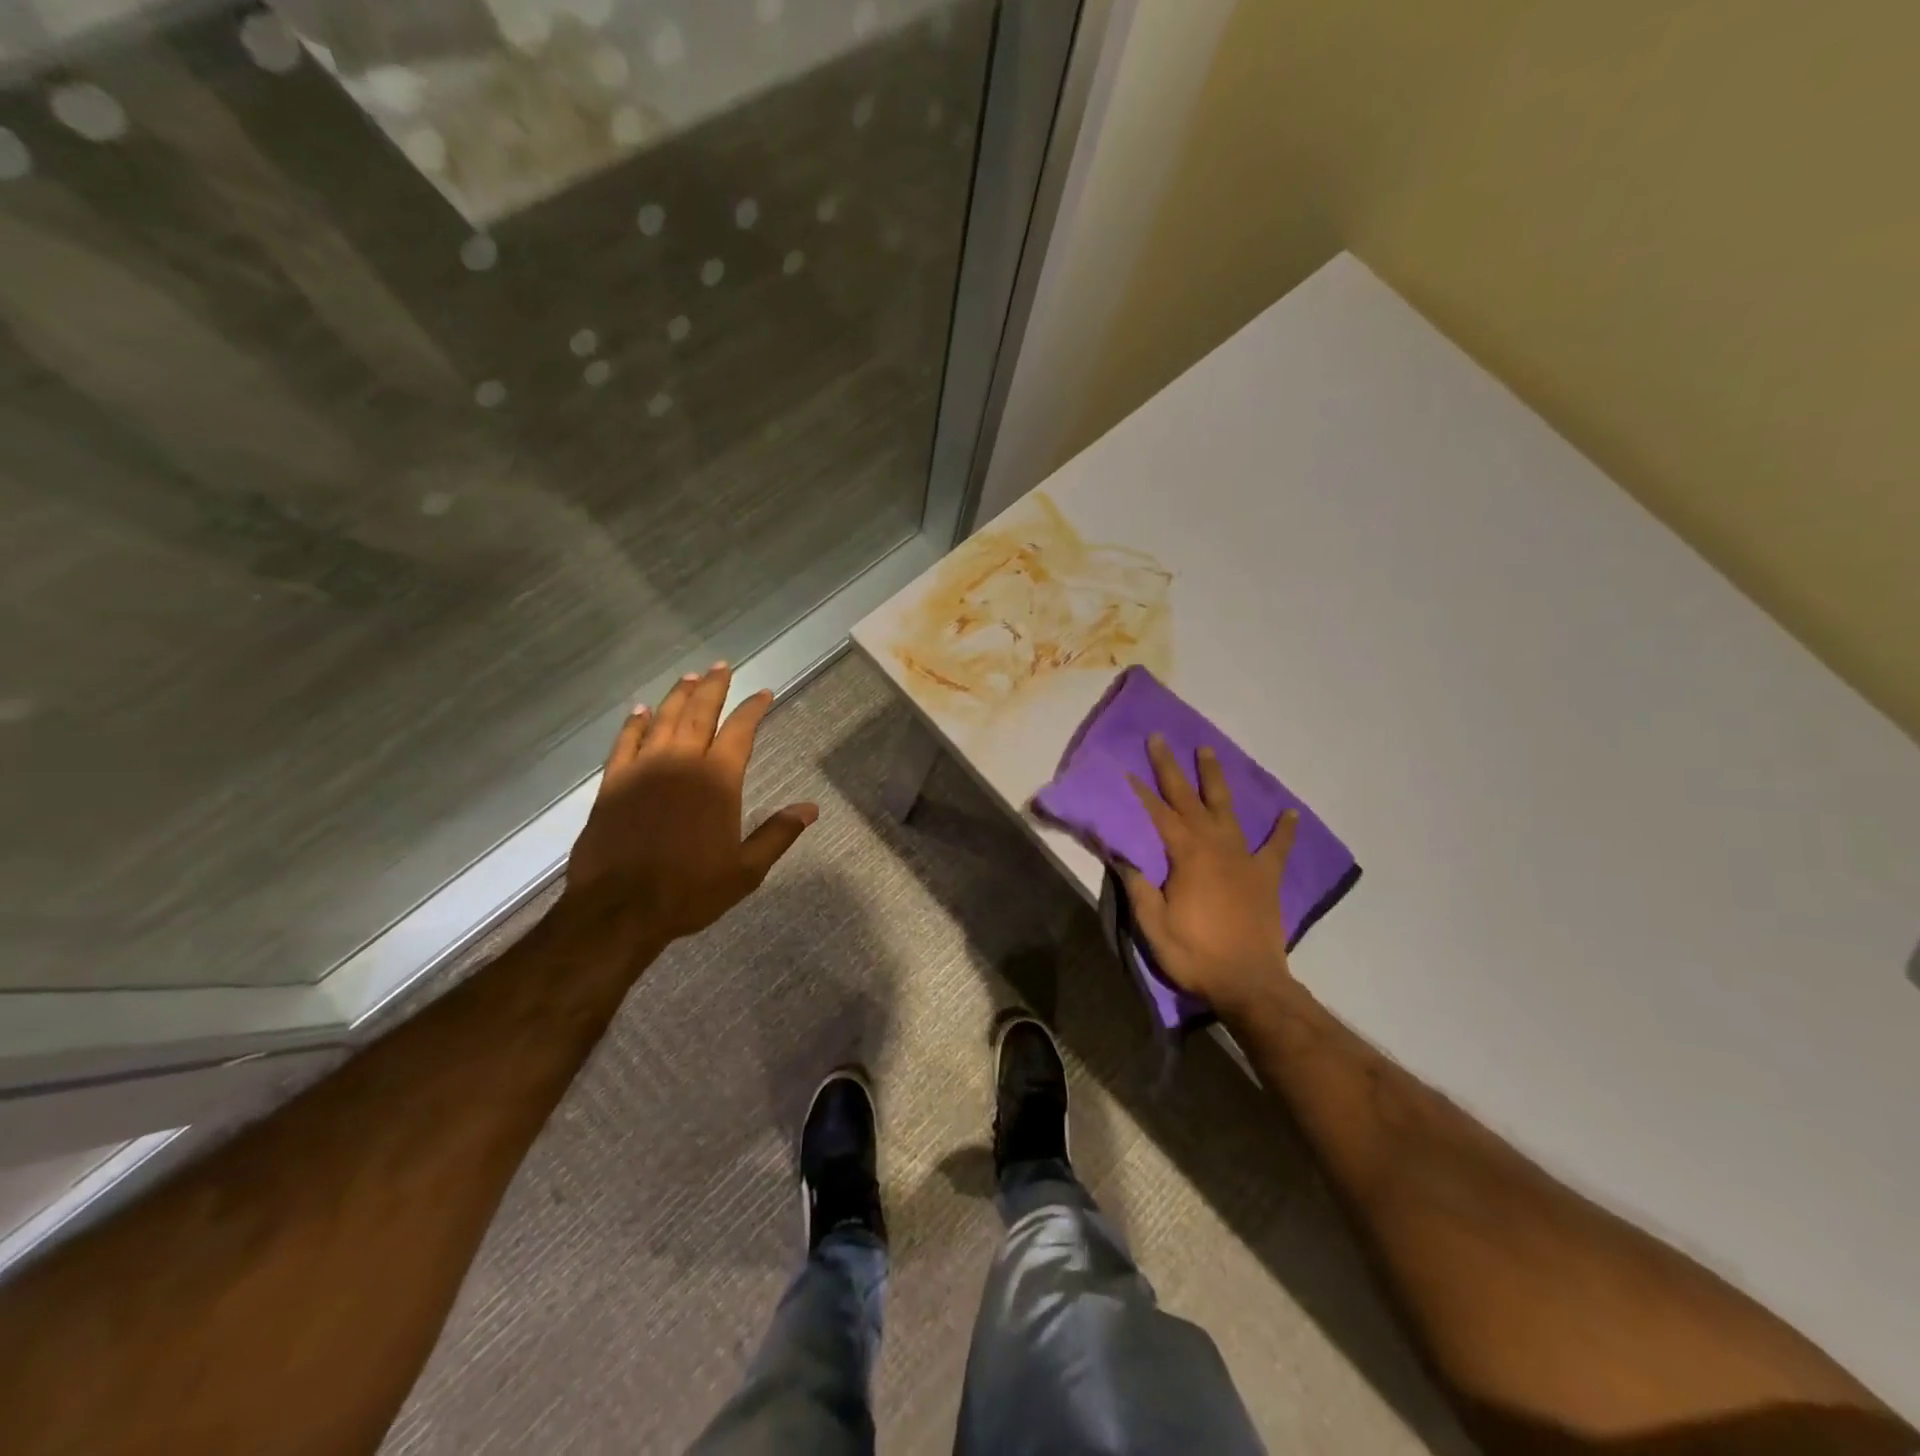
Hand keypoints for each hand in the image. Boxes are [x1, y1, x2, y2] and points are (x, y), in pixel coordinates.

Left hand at [562, 664, 817, 947]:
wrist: (619, 909)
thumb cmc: (690, 890)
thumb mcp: (746, 869)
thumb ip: (778, 834)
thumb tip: (811, 808)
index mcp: (718, 780)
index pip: (740, 731)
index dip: (753, 709)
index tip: (763, 693)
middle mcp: (681, 763)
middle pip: (700, 713)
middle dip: (714, 688)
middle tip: (722, 666)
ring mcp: (643, 769)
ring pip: (663, 720)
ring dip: (678, 696)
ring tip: (690, 677)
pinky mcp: (613, 783)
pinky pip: (625, 742)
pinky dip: (634, 723)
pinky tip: (640, 710)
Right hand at [1118, 734, 1298, 1018]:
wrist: (1250, 984)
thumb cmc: (1195, 954)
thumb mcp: (1153, 924)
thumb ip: (1138, 884)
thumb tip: (1119, 852)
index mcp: (1187, 856)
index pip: (1158, 814)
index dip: (1140, 791)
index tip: (1126, 767)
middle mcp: (1216, 846)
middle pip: (1190, 800)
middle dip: (1172, 768)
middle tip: (1160, 739)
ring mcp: (1245, 859)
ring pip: (1227, 810)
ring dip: (1215, 780)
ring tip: (1207, 751)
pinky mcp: (1266, 877)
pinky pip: (1277, 848)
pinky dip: (1283, 831)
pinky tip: (1290, 814)